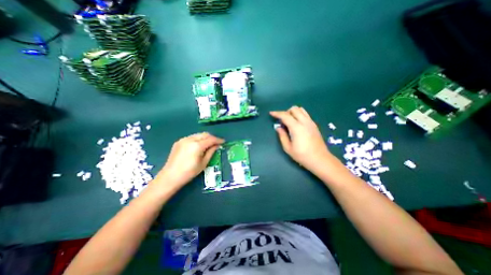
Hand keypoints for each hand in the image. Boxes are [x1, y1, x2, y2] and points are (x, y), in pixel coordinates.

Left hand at [156, 132, 223, 188]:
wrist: (170, 176)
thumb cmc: (189, 172)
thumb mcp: (203, 163)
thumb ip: (211, 152)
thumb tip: (217, 145)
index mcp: (197, 146)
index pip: (211, 139)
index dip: (218, 140)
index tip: (223, 142)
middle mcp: (190, 139)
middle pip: (205, 134)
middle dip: (212, 137)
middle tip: (216, 143)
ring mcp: (183, 140)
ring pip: (198, 135)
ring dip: (205, 138)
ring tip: (208, 144)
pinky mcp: (179, 142)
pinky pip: (191, 137)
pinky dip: (197, 139)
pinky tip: (198, 146)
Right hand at [268, 106, 333, 170]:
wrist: (320, 159)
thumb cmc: (302, 155)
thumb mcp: (288, 148)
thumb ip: (282, 136)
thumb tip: (278, 127)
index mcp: (297, 128)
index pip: (285, 116)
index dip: (277, 113)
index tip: (271, 113)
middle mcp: (304, 122)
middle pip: (294, 109)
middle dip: (286, 112)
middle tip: (282, 120)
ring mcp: (311, 122)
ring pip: (301, 110)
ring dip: (293, 112)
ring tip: (289, 121)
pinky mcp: (314, 125)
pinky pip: (305, 114)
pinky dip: (299, 115)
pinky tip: (296, 124)